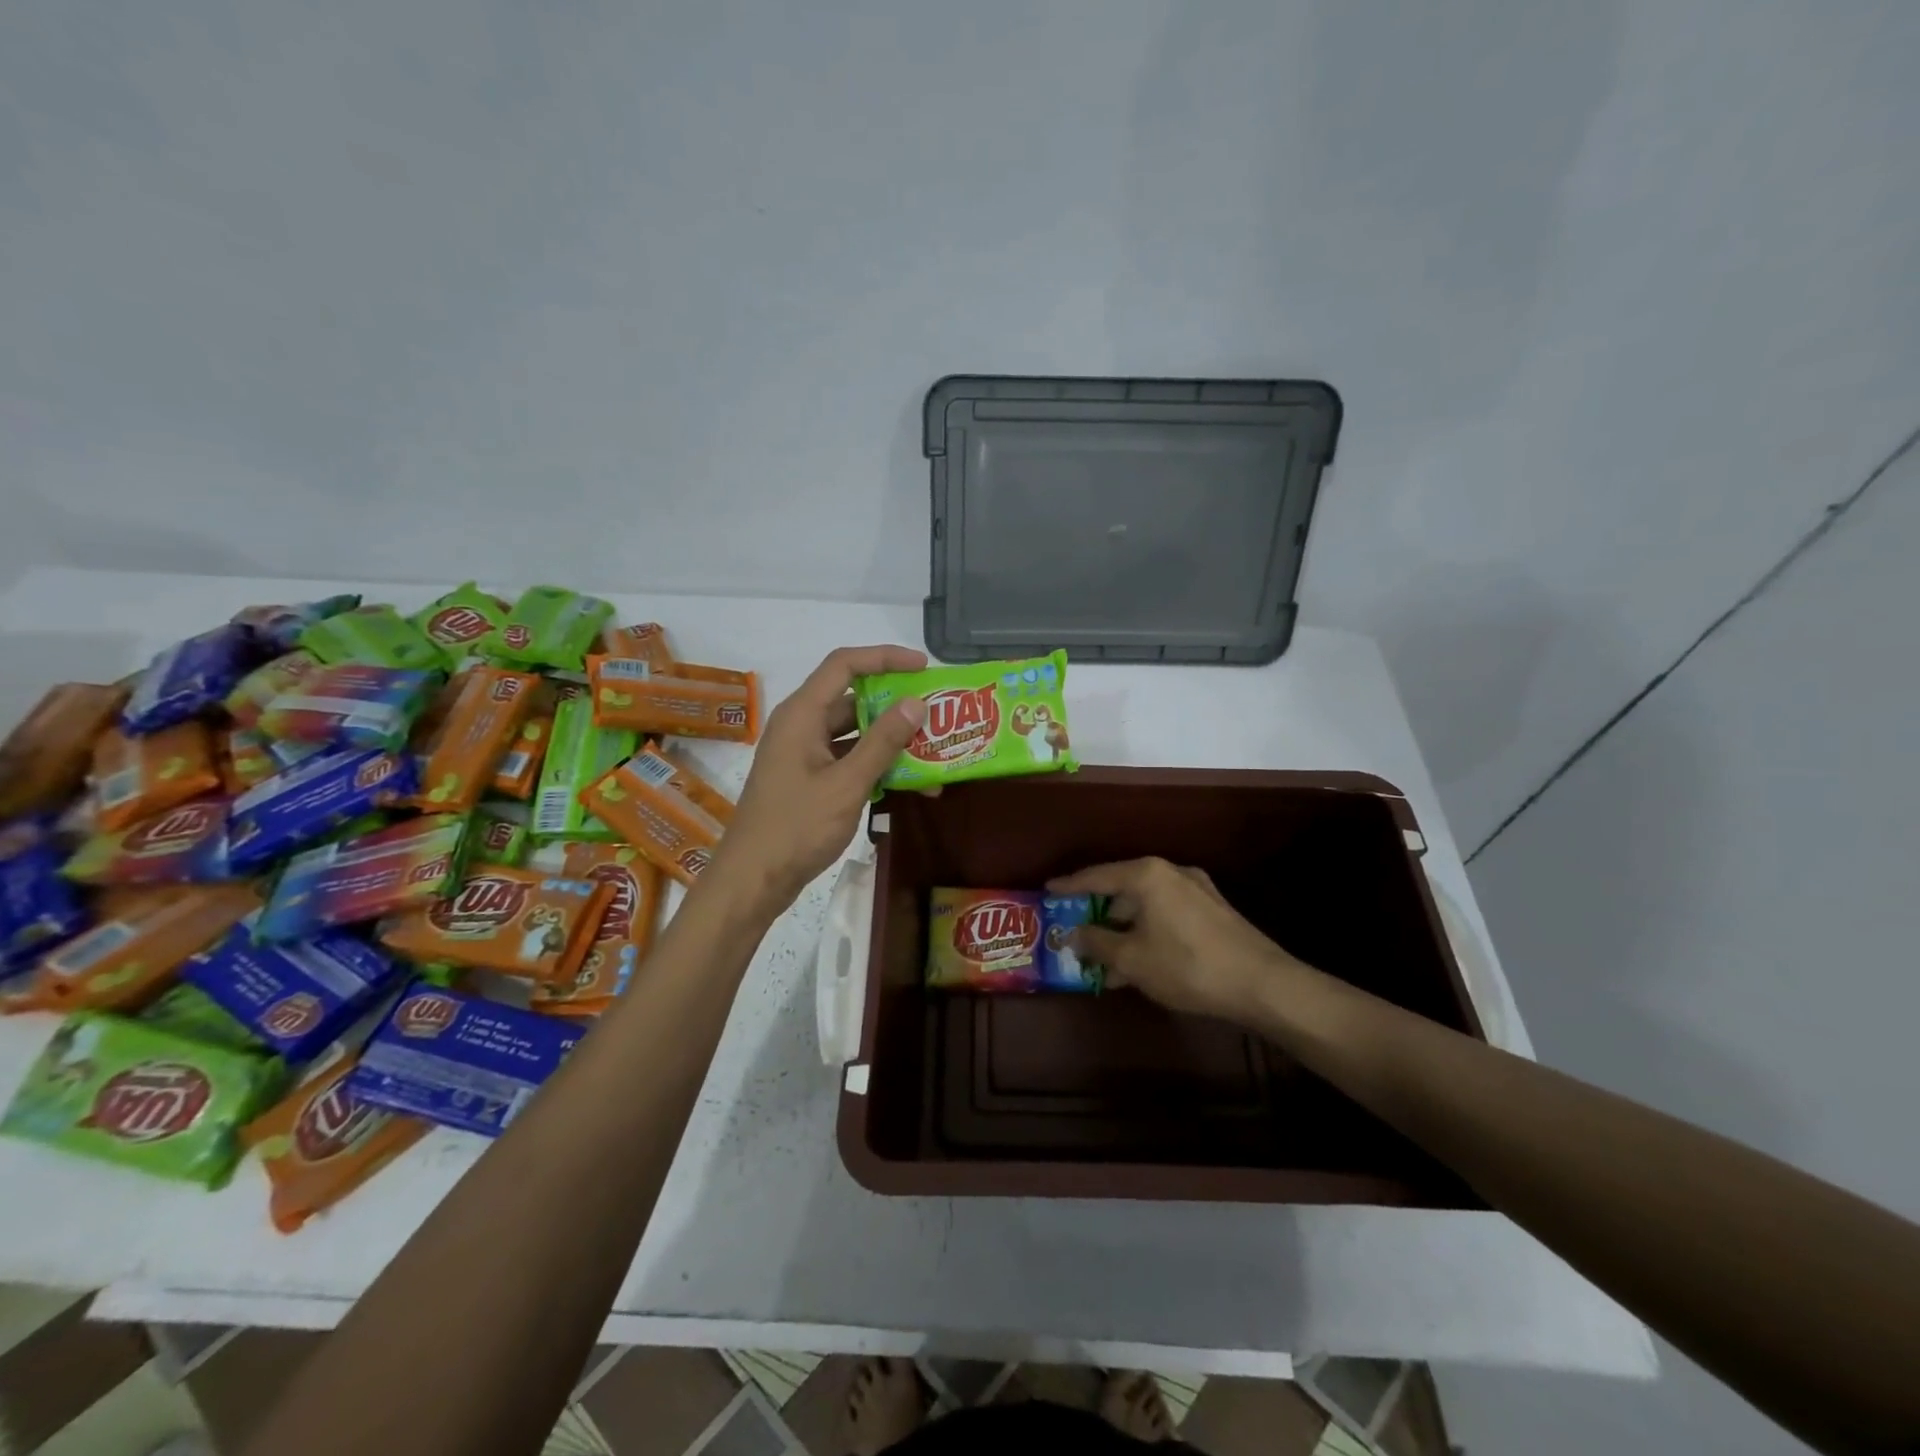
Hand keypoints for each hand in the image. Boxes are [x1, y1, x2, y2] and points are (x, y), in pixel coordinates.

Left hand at [708, 645, 926, 915]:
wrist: (754, 880)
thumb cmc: (796, 827)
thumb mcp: (847, 784)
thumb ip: (882, 742)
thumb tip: (916, 703)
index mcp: (802, 715)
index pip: (845, 665)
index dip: (885, 657)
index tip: (923, 667)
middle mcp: (802, 726)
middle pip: (853, 699)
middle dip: (896, 705)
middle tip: (937, 714)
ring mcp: (805, 754)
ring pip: (855, 733)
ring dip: (892, 741)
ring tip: (934, 752)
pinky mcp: (810, 779)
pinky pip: (849, 760)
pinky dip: (878, 766)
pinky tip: (911, 784)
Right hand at [1047, 857, 1300, 1020]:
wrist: (1261, 983)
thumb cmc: (1186, 966)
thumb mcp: (1131, 959)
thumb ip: (1097, 943)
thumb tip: (1073, 935)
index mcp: (1146, 875)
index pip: (1096, 876)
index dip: (1069, 886)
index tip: (1047, 890)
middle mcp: (1170, 872)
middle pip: (1122, 888)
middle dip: (1098, 913)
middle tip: (1076, 930)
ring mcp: (1197, 889)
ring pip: (1146, 905)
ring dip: (1124, 928)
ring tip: (1107, 959)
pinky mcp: (1214, 910)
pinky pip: (1167, 914)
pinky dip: (1148, 931)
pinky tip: (1142, 961)